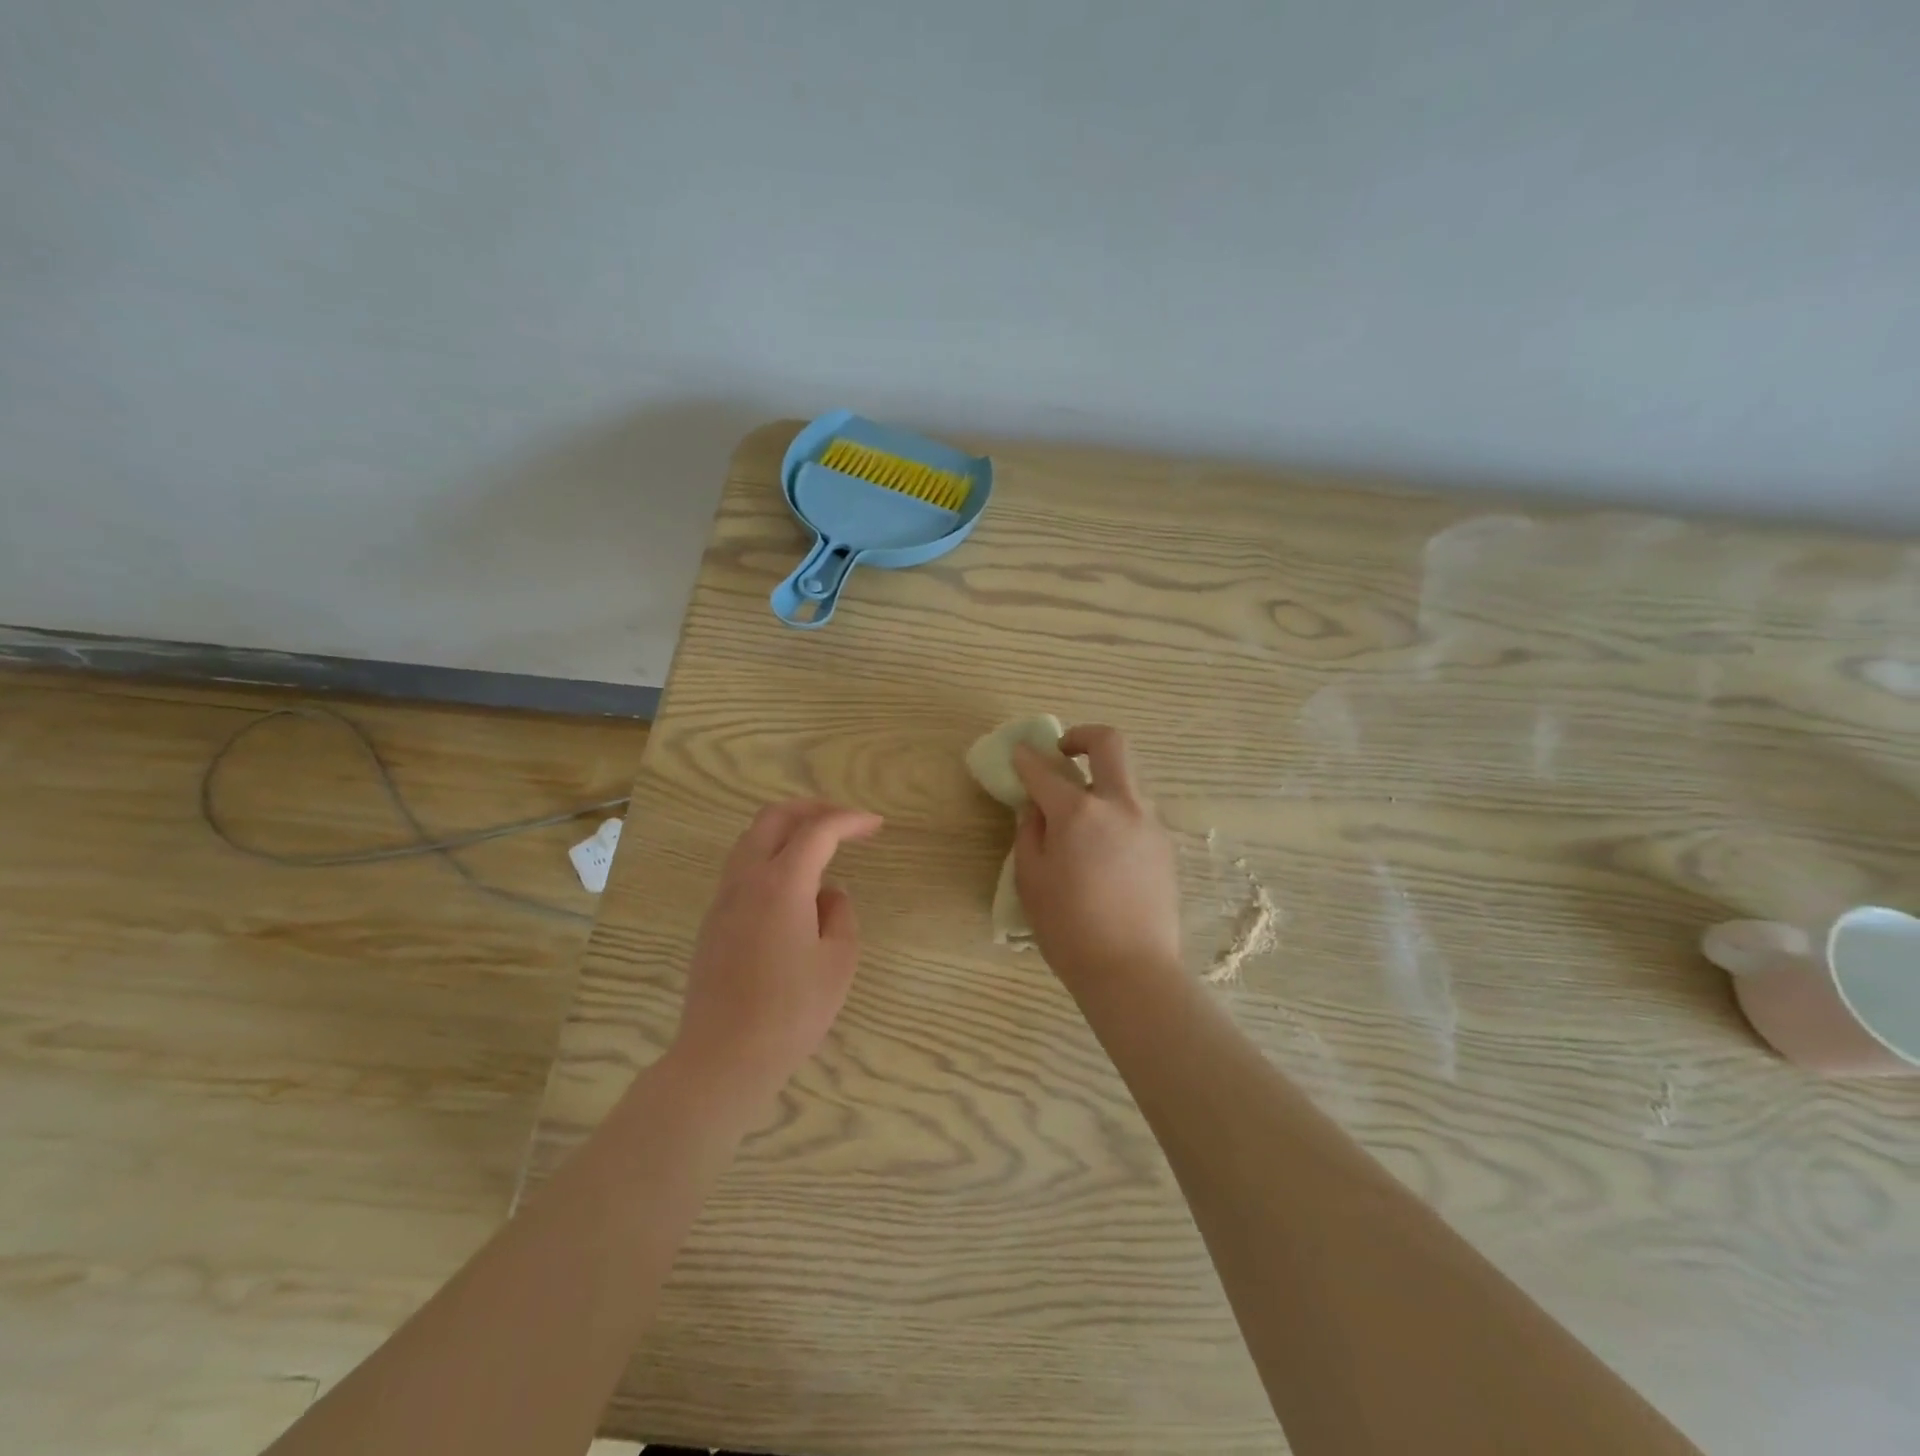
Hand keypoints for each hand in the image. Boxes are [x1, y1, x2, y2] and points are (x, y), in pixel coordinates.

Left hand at [671, 799, 882, 1109]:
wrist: (724, 1056)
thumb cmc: (791, 1010)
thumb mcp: (838, 961)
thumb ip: (840, 914)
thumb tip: (828, 894)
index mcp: (781, 883)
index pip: (818, 830)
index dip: (850, 820)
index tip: (876, 825)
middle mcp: (746, 878)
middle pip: (774, 817)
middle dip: (813, 809)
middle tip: (845, 822)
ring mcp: (724, 898)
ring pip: (752, 838)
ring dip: (788, 829)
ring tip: (820, 846)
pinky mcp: (713, 919)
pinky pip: (743, 866)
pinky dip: (771, 854)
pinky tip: (793, 883)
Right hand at [1012, 725, 1181, 990]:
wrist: (1132, 970)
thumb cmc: (1069, 928)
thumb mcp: (1032, 879)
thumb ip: (1029, 833)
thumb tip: (1035, 808)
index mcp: (1078, 812)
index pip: (1045, 770)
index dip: (1026, 759)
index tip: (1018, 754)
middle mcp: (1119, 805)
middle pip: (1110, 744)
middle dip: (1083, 736)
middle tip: (1064, 752)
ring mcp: (1148, 823)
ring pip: (1127, 780)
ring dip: (1102, 781)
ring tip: (1081, 818)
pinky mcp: (1165, 846)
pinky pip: (1137, 813)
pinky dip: (1116, 813)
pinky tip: (1103, 849)